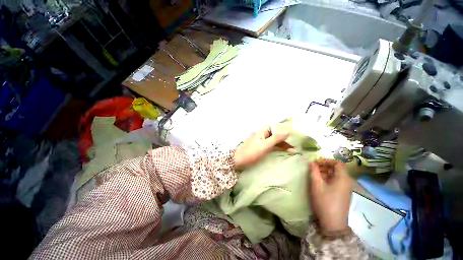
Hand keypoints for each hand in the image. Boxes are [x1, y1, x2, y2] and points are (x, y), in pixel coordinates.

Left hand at [234, 125, 294, 168]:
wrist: (238, 161)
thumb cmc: (251, 152)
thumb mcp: (265, 145)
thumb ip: (276, 138)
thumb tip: (288, 130)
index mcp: (262, 131)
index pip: (276, 127)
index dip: (285, 130)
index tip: (294, 135)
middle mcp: (263, 134)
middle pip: (276, 134)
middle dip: (285, 139)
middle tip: (295, 146)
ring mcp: (262, 141)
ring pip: (274, 141)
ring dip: (283, 144)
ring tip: (293, 150)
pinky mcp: (261, 147)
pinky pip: (272, 146)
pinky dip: (278, 148)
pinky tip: (284, 151)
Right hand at [309, 159, 351, 232]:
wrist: (333, 223)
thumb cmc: (325, 202)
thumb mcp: (317, 185)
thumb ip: (314, 172)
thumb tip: (311, 163)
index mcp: (343, 178)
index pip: (338, 163)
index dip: (327, 161)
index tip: (316, 162)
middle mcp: (347, 182)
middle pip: (337, 169)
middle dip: (325, 166)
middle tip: (314, 168)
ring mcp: (346, 189)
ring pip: (336, 175)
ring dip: (326, 172)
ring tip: (315, 174)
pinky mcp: (343, 194)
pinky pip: (337, 182)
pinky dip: (328, 179)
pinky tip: (320, 183)